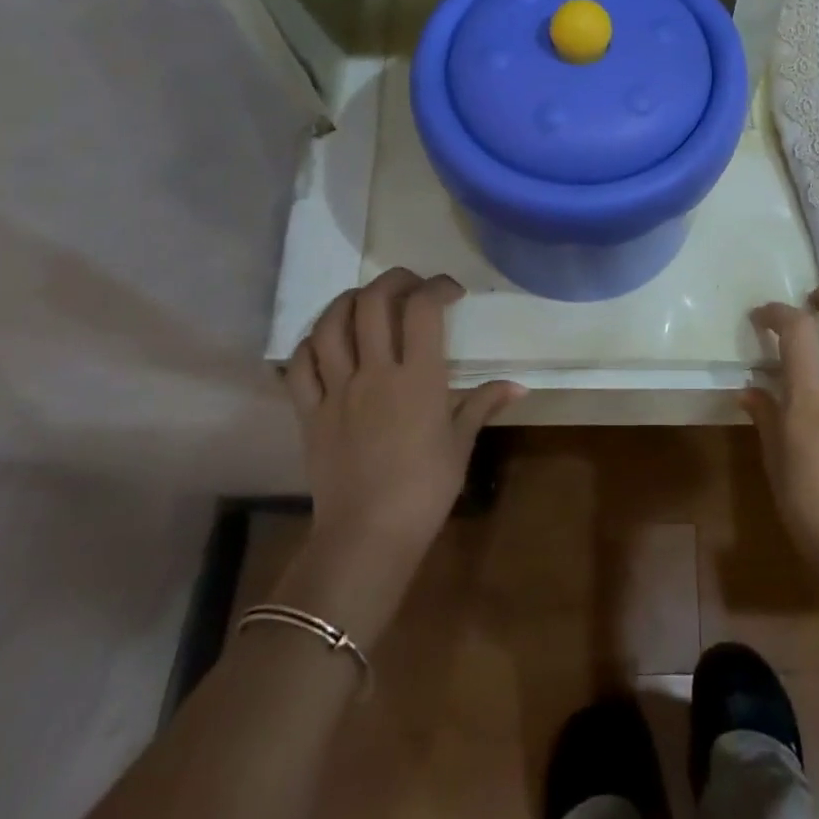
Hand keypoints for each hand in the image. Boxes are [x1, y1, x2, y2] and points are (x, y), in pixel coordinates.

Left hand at [273, 269, 523, 640]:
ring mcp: (336, 390)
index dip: (437, 287)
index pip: (422, 309)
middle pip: (373, 303)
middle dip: (394, 281)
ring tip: (366, 300)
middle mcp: (374, 372)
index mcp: (417, 378)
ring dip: (348, 301)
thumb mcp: (461, 445)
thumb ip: (483, 405)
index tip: (451, 292)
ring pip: (330, 325)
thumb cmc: (424, 490)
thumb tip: (519, 385)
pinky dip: (310, 343)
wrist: (366, 537)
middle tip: (411, 285)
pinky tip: (325, 340)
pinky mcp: (309, 412)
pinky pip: (299, 365)